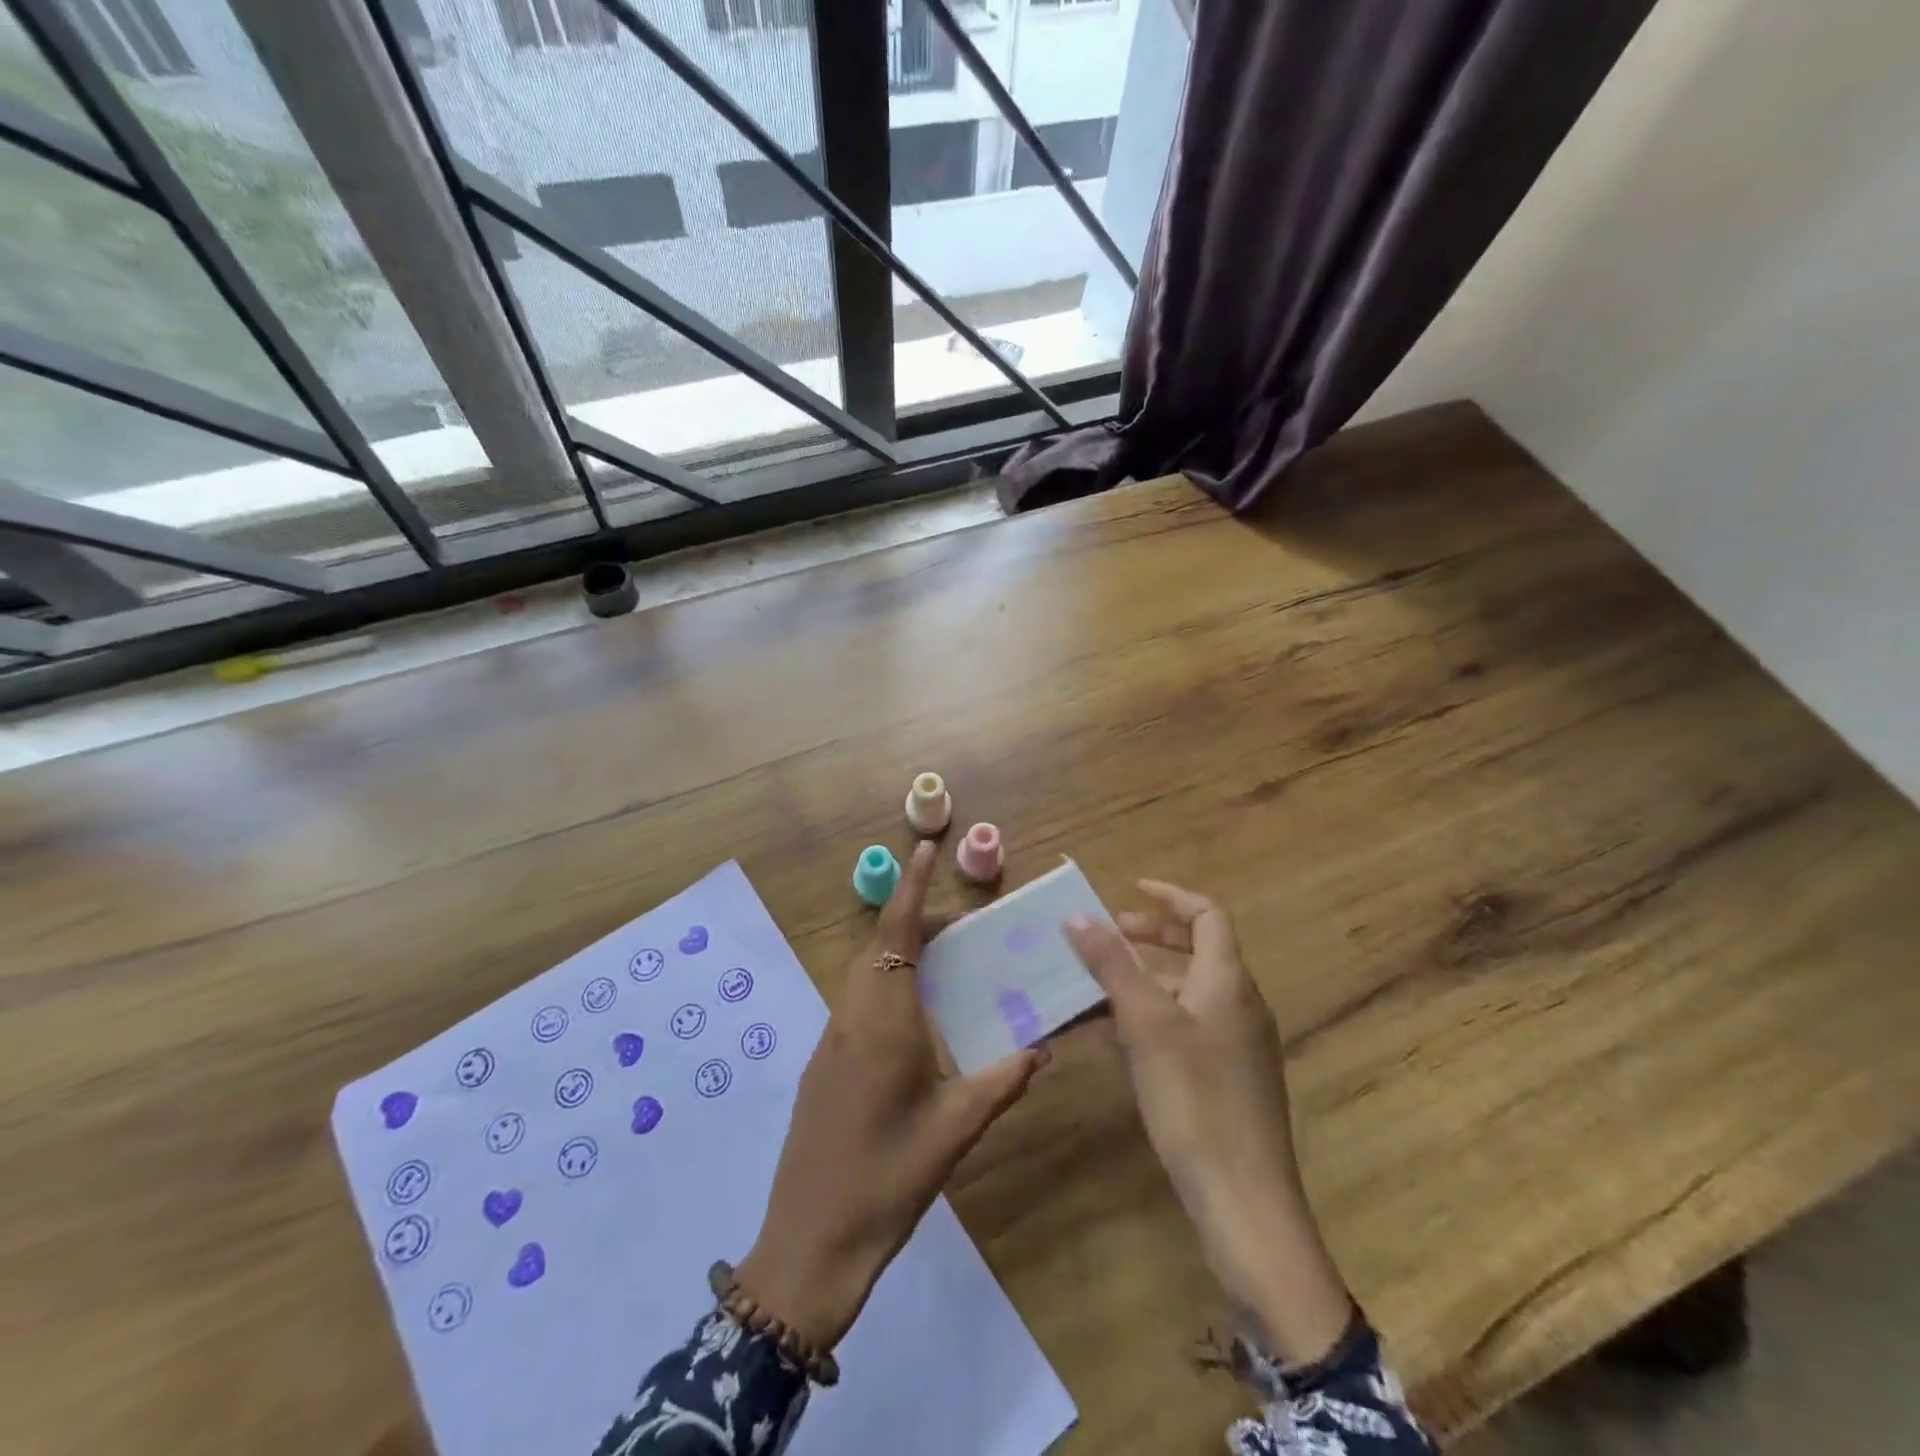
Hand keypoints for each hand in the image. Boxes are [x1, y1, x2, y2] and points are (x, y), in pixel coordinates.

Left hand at [739, 842, 1044, 1348]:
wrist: (808, 1241)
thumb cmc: (887, 1181)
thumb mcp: (953, 1132)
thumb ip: (1000, 1083)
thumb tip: (1040, 1049)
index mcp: (883, 1023)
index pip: (896, 935)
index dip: (911, 888)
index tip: (925, 850)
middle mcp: (851, 1018)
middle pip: (878, 947)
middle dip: (913, 920)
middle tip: (960, 925)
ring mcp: (830, 1041)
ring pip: (863, 974)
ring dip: (898, 954)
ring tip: (942, 963)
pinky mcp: (822, 1064)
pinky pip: (856, 1003)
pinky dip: (885, 986)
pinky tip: (913, 1019)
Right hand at [1066, 881, 1352, 1364]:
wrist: (1243, 1200)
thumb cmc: (1194, 1097)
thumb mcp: (1145, 1023)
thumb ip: (1112, 964)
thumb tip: (1078, 915)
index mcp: (1229, 980)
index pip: (1207, 914)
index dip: (1169, 897)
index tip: (1129, 891)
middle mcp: (1241, 1004)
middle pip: (1199, 950)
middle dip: (1152, 937)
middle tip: (1107, 936)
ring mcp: (1239, 1044)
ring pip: (1189, 990)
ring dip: (1146, 978)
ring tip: (1099, 985)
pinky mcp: (1229, 1079)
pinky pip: (1188, 1026)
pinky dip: (1154, 1016)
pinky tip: (1117, 1038)